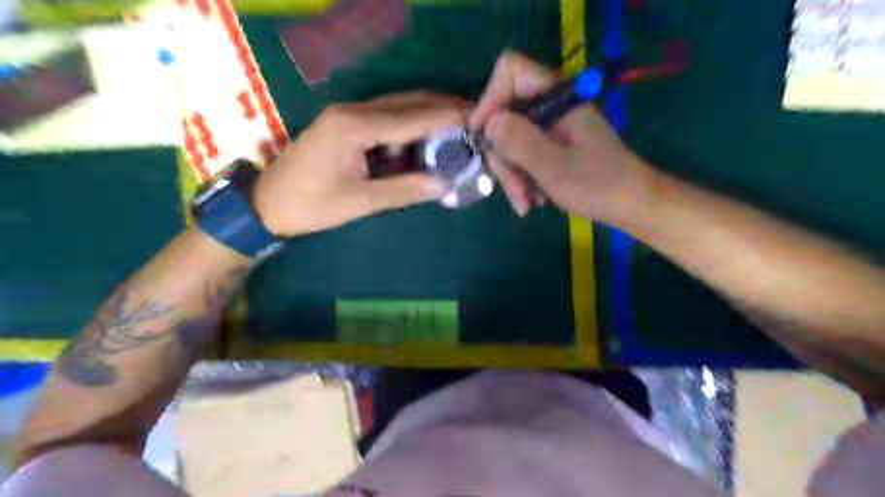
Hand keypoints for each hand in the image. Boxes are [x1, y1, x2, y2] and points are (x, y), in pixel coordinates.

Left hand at [252, 91, 466, 236]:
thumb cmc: (311, 205)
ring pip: (399, 107)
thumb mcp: (359, 202)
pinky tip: (427, 141)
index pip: (413, 116)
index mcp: (355, 126)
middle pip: (408, 102)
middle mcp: (354, 110)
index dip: (448, 116)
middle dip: (443, 109)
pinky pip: (387, 119)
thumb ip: (404, 190)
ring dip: (429, 116)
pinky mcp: (347, 124)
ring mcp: (349, 114)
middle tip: (475, 121)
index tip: (479, 118)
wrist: (267, 203)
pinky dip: (411, 128)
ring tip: (459, 131)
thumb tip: (445, 184)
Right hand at [469, 50, 648, 221]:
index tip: (484, 137)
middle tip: (513, 190)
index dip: (490, 99)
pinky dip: (522, 177)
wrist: (631, 204)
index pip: (510, 71)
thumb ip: (520, 141)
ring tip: (525, 203)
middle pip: (505, 114)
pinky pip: (523, 152)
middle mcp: (551, 104)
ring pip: (511, 138)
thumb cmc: (597, 185)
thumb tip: (488, 122)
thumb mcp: (553, 167)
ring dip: (512, 173)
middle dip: (503, 155)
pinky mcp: (552, 142)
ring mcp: (551, 124)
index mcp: (556, 96)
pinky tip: (531, 199)